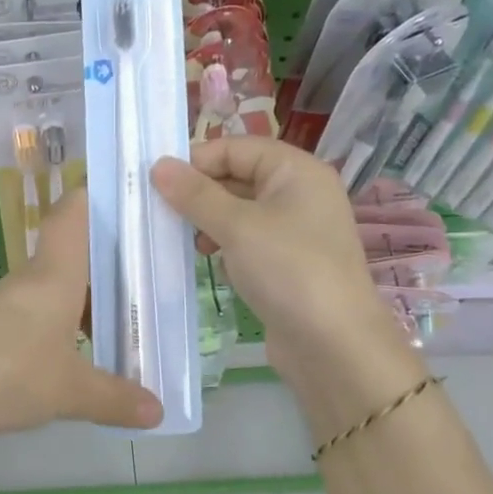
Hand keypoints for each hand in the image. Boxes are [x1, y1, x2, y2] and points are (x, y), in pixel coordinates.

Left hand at [0, 189, 161, 440]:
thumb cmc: (5, 369)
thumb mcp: (68, 390)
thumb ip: (113, 398)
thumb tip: (159, 411)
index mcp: (55, 274)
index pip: (74, 213)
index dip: (99, 196)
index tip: (130, 197)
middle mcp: (28, 281)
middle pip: (70, 256)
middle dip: (106, 265)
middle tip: (147, 280)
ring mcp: (0, 306)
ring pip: (51, 291)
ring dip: (80, 304)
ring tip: (116, 327)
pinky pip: (30, 321)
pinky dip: (55, 331)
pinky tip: (68, 360)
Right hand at [152, 139, 423, 407]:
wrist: (334, 346)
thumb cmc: (288, 270)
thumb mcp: (236, 226)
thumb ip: (195, 194)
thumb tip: (158, 165)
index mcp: (297, 171)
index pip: (237, 147)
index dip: (198, 160)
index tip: (160, 185)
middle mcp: (301, 193)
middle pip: (239, 176)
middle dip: (201, 193)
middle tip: (165, 214)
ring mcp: (297, 230)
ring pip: (241, 211)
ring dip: (210, 221)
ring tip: (189, 241)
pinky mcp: (289, 263)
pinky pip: (249, 240)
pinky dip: (227, 246)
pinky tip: (213, 263)